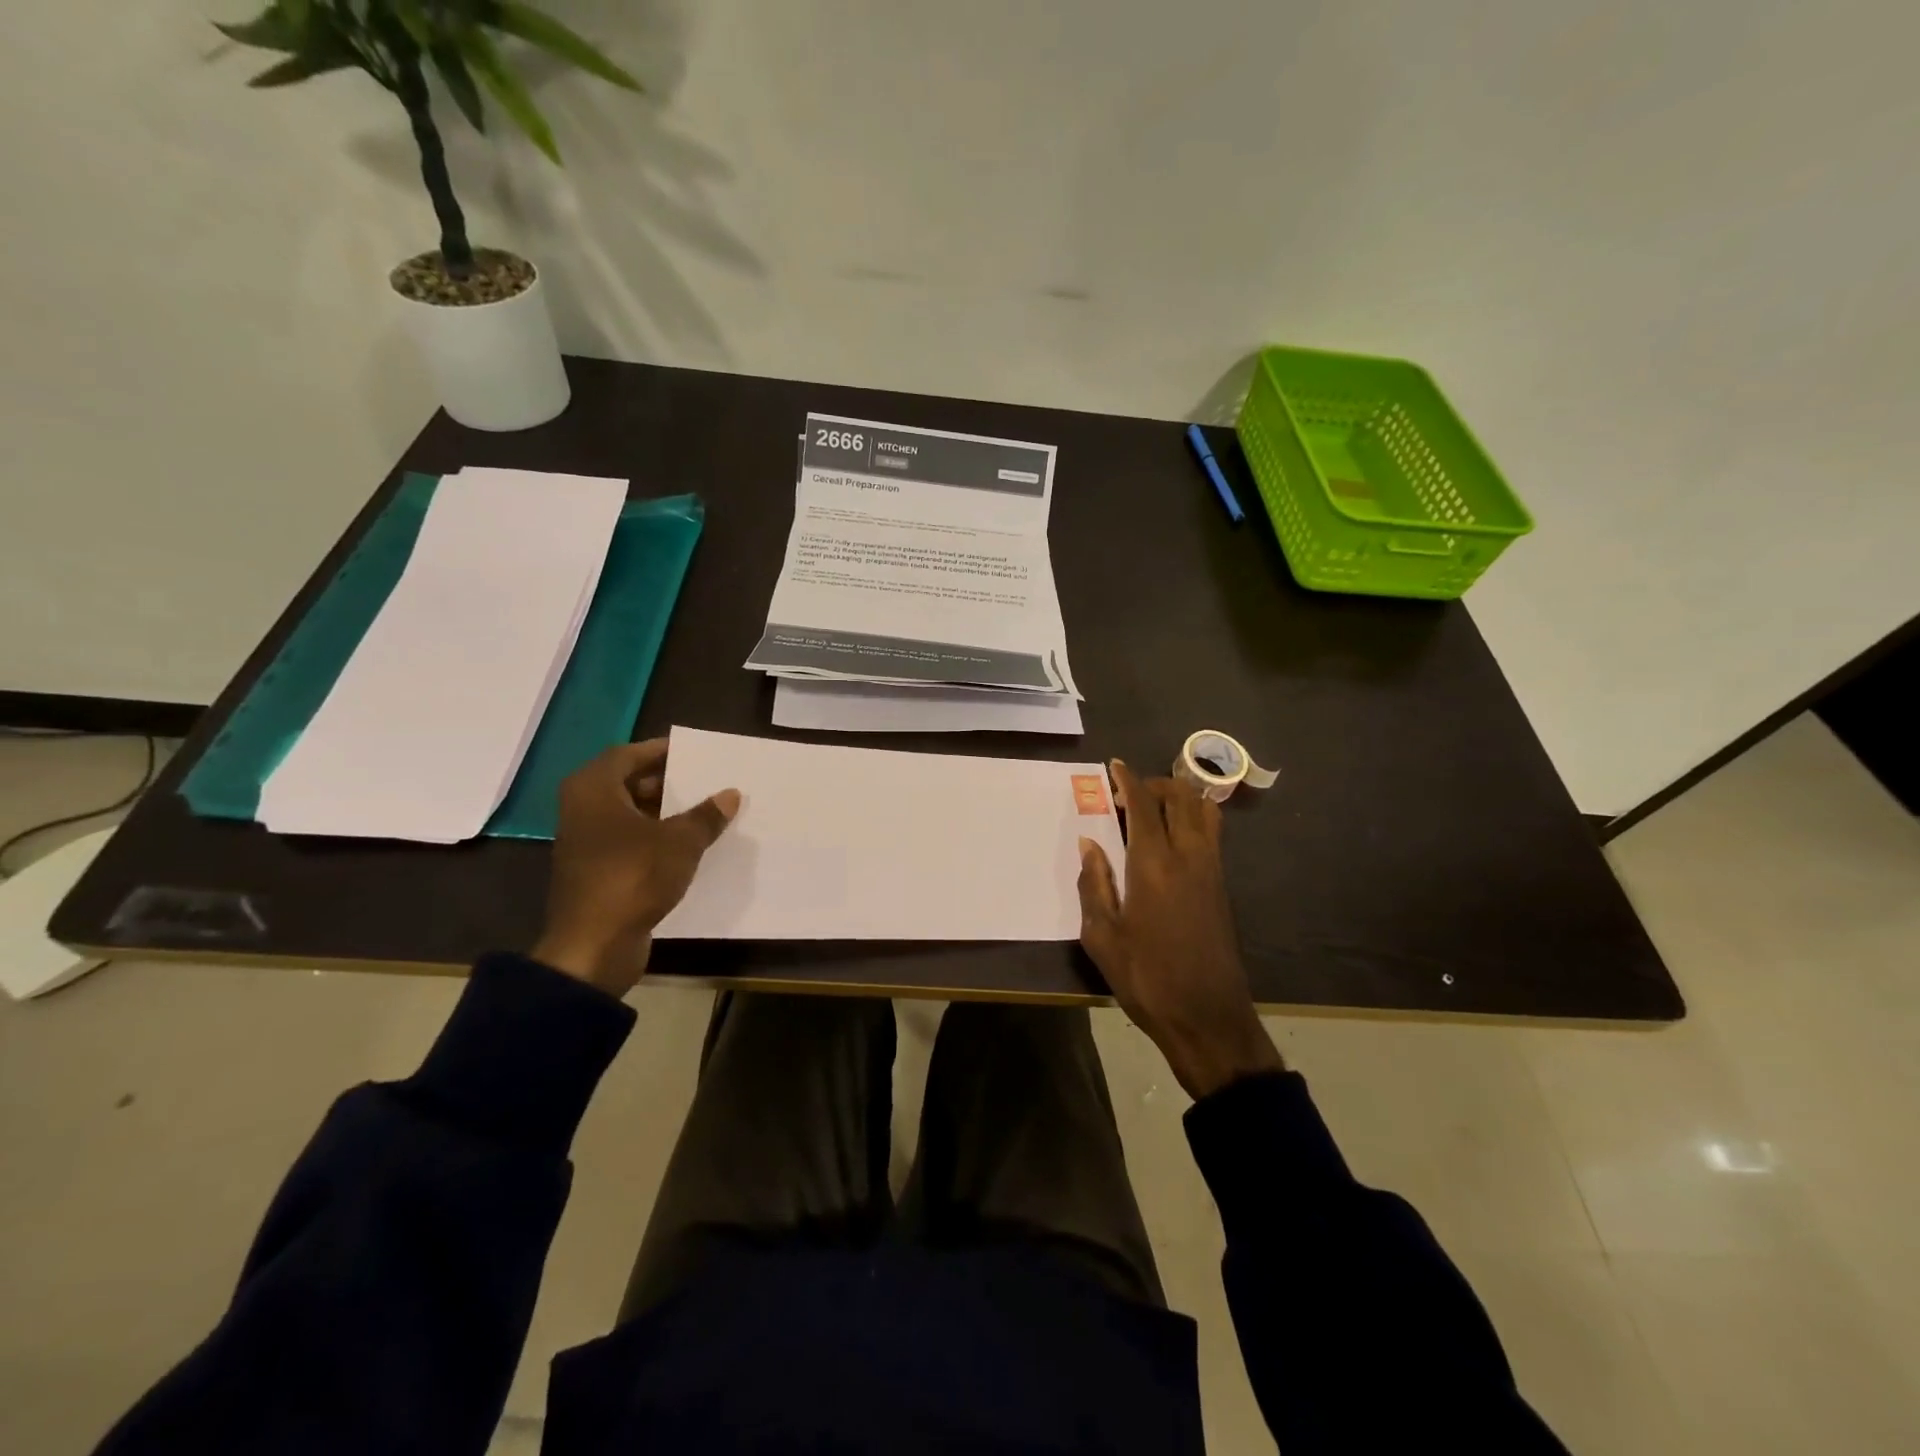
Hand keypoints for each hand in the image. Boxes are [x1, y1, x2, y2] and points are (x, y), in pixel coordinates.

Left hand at [531, 739, 739, 996]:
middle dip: (666, 782)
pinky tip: (688, 846)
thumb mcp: (680, 842)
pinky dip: (655, 839)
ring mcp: (586, 843)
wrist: (593, 946)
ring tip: (704, 812)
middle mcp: (582, 810)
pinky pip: (629, 842)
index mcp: (593, 790)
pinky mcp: (595, 872)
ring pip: (629, 815)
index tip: (694, 753)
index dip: (660, 752)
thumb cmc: (633, 877)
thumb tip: (731, 794)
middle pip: (627, 784)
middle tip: (704, 781)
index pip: (627, 755)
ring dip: (663, 813)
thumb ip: (706, 815)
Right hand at [1077, 760, 1282, 1099]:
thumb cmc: (1146, 978)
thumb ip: (1093, 884)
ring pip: (1203, 810)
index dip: (1128, 780)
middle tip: (1126, 796)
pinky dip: (1192, 818)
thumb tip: (1089, 845)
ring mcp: (1211, 869)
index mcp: (1153, 865)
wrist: (1207, 1016)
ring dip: (1178, 798)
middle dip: (1153, 784)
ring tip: (1151, 811)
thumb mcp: (1102, 936)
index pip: (1143, 805)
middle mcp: (1188, 856)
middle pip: (1180, 797)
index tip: (1114, 766)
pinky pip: (1211, 833)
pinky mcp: (1222, 885)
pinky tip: (1170, 839)